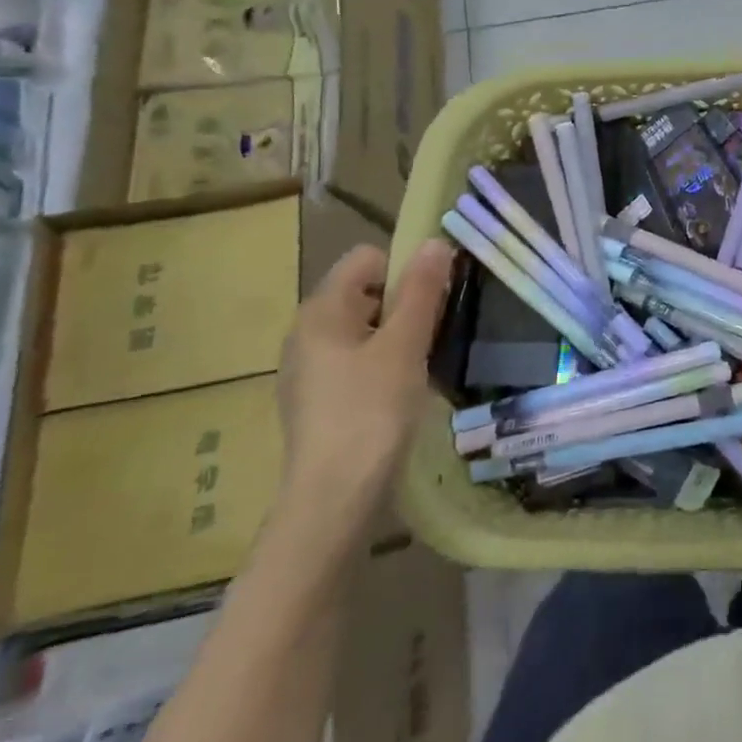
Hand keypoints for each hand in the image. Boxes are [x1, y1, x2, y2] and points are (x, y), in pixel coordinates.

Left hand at [276, 241, 451, 544]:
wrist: (333, 500)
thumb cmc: (371, 411)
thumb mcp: (405, 344)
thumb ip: (421, 290)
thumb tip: (435, 241)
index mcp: (321, 310)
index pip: (367, 258)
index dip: (405, 268)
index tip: (434, 299)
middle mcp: (306, 332)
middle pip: (365, 292)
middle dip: (404, 303)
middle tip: (433, 333)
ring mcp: (308, 369)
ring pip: (363, 328)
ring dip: (396, 336)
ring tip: (421, 364)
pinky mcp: (317, 400)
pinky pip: (356, 360)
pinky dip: (382, 364)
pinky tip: (400, 392)